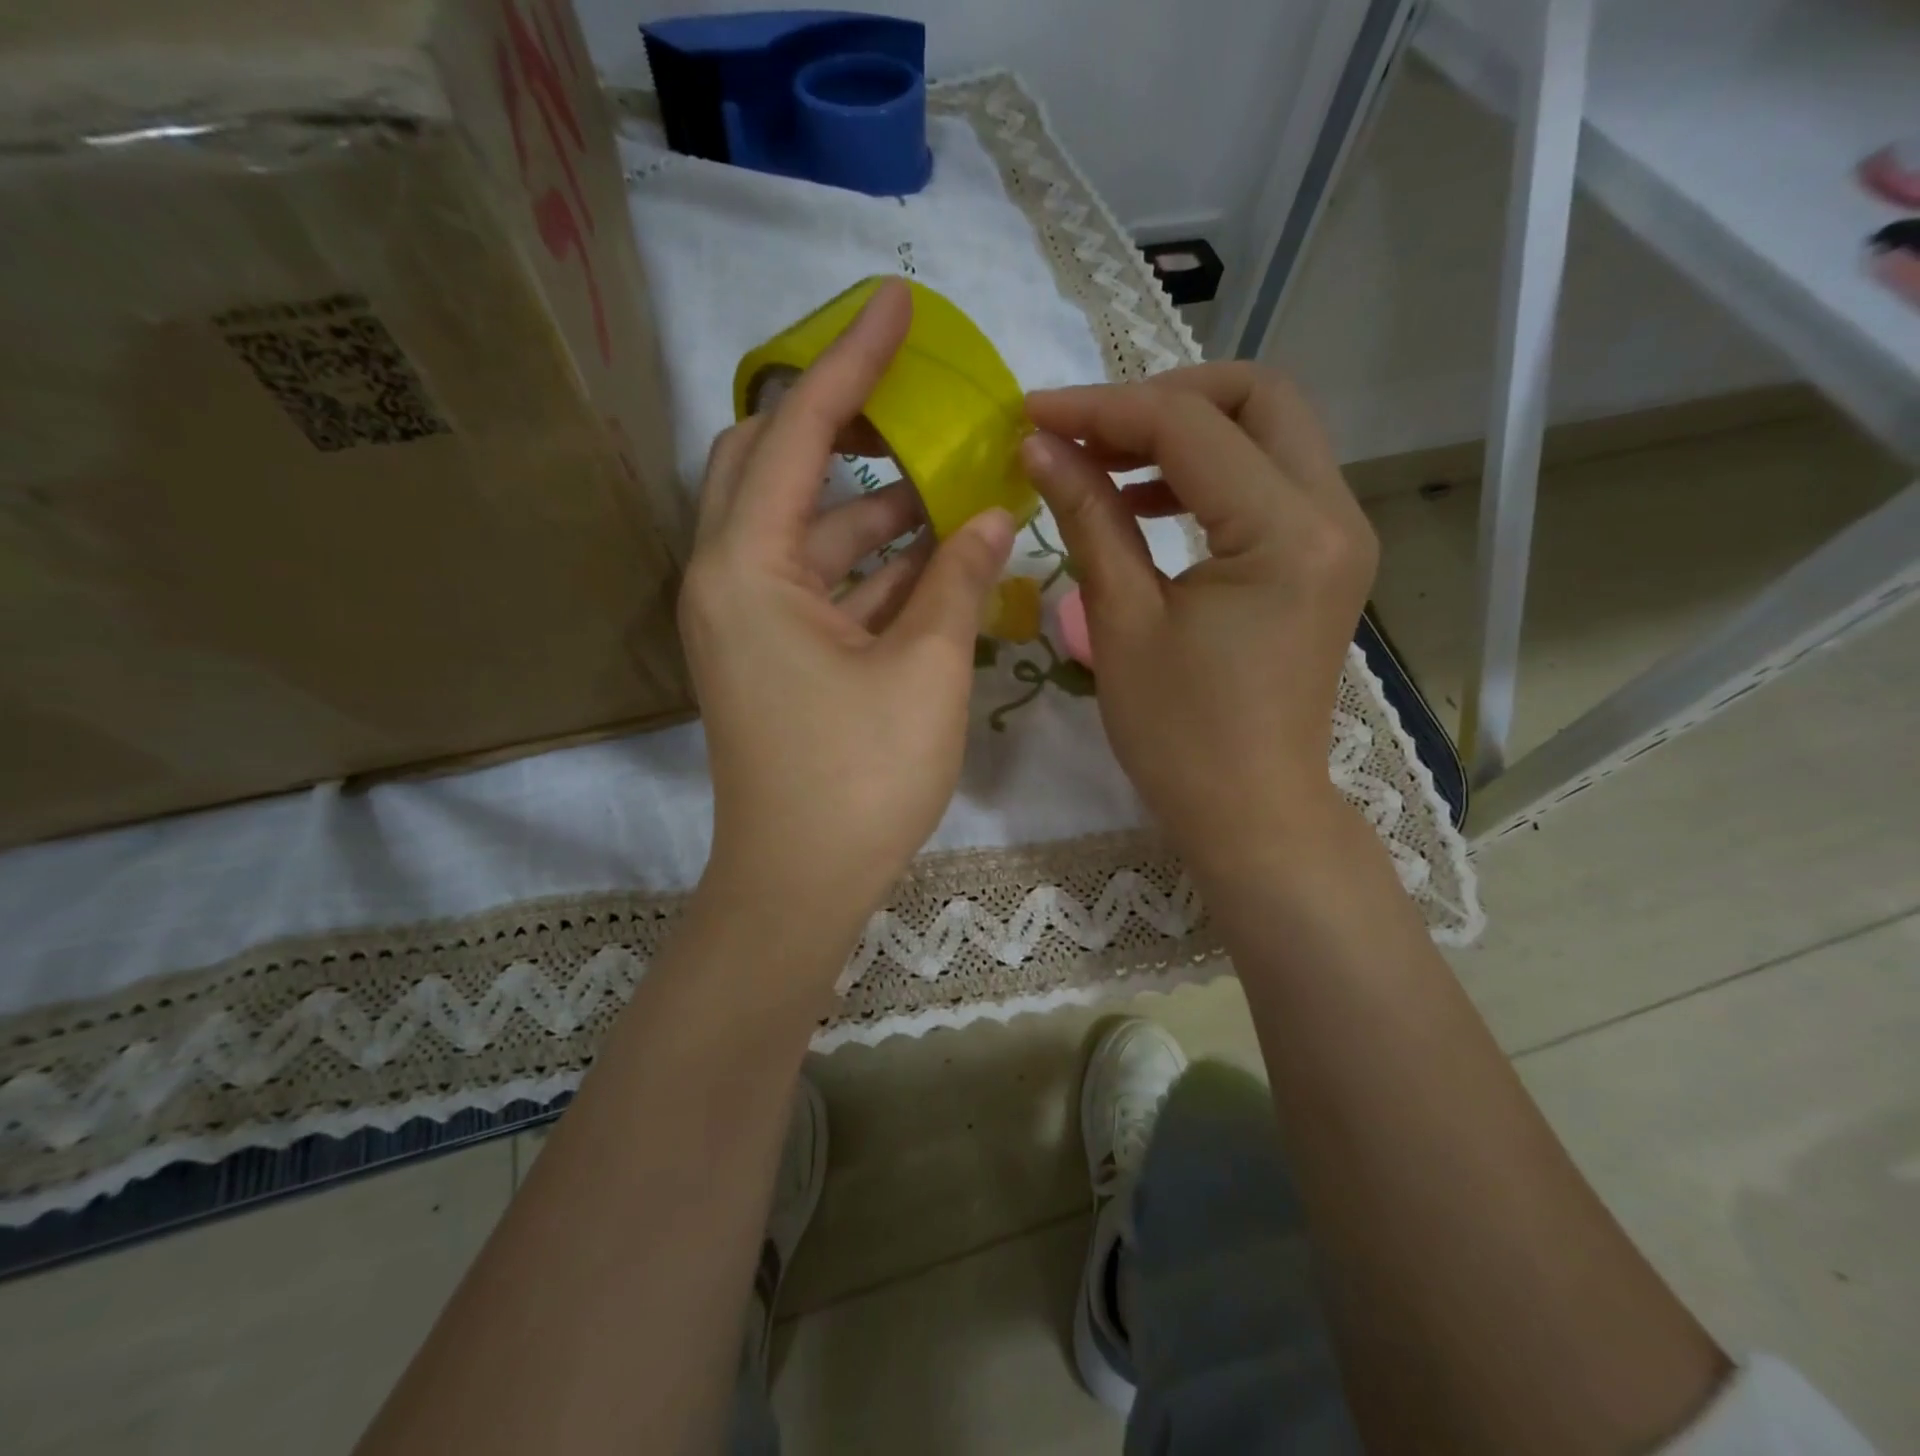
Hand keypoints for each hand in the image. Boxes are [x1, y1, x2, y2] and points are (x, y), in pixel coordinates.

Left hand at [680, 280, 1015, 942]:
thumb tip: (997, 510)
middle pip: (772, 465)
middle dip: (842, 425)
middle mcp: (728, 579)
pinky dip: (870, 567)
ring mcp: (747, 621)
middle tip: (914, 400)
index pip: (795, 430)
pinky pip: (819, 585)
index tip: (894, 301)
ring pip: (806, 532)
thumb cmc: (859, 778)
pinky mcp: (771, 656)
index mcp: (746, 567)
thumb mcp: (925, 668)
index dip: (851, 361)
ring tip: (953, 485)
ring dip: (873, 508)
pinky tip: (933, 557)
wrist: (800, 885)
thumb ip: (958, 576)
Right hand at [1020, 363, 1376, 871]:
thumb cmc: (1179, 734)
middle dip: (1161, 398)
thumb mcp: (1122, 621)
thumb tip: (1040, 447)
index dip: (1101, 410)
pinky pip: (1271, 480)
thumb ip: (1088, 517)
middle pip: (1257, 397)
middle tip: (1086, 432)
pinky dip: (1209, 472)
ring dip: (1185, 431)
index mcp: (1285, 533)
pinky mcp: (1324, 558)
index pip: (1189, 426)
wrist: (1249, 811)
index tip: (1031, 414)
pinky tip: (1148, 501)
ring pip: (1269, 431)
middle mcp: (1333, 514)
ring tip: (1105, 464)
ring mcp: (1338, 534)